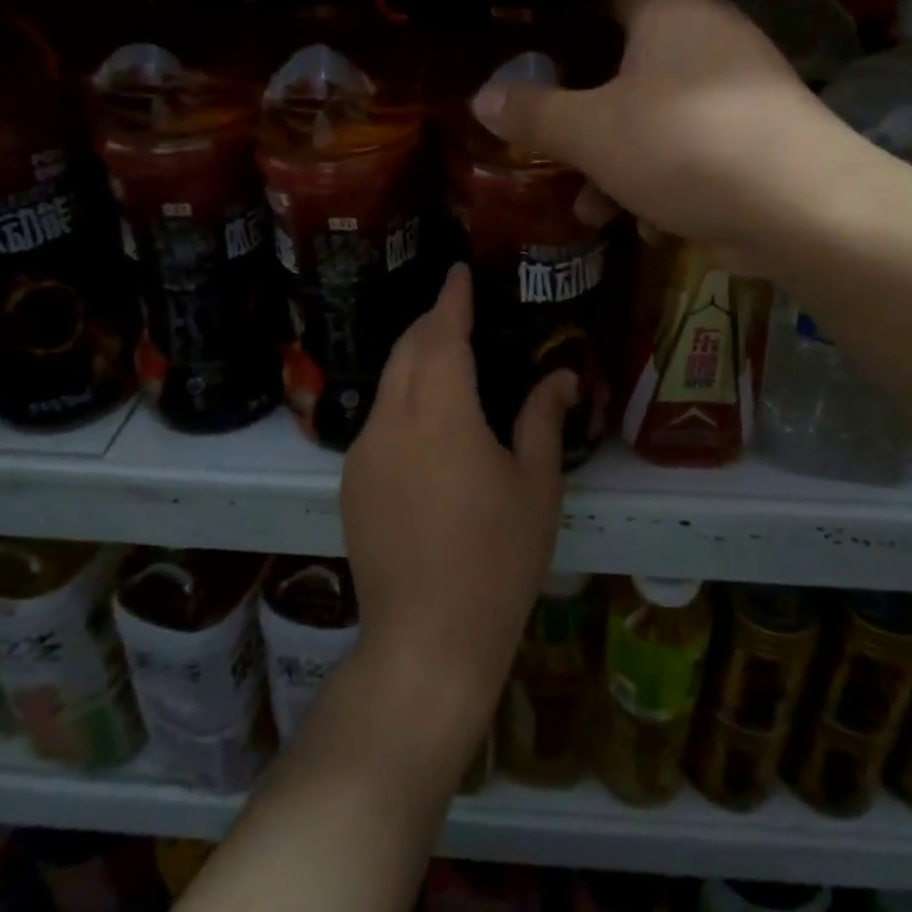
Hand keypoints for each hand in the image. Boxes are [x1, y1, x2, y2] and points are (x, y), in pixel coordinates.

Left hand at [340, 265, 576, 746]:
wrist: (426, 640)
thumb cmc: (497, 560)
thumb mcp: (535, 486)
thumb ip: (542, 419)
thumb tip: (561, 374)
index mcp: (441, 415)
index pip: (442, 335)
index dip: (450, 299)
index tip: (456, 272)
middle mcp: (391, 422)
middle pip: (406, 350)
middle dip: (429, 323)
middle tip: (457, 311)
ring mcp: (363, 453)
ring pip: (387, 384)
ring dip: (414, 360)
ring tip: (446, 360)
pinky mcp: (350, 482)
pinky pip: (377, 420)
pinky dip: (402, 400)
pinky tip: (426, 422)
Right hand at [471, 0, 867, 273]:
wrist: (799, 207)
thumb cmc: (681, 146)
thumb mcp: (590, 132)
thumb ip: (533, 114)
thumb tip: (481, 98)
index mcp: (669, 13)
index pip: (602, 2)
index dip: (560, 33)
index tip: (527, 70)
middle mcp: (708, 39)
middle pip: (625, 70)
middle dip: (583, 121)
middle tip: (550, 150)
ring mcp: (738, 92)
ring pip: (656, 119)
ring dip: (617, 164)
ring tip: (588, 211)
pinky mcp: (756, 140)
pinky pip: (692, 151)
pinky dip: (663, 181)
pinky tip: (645, 223)